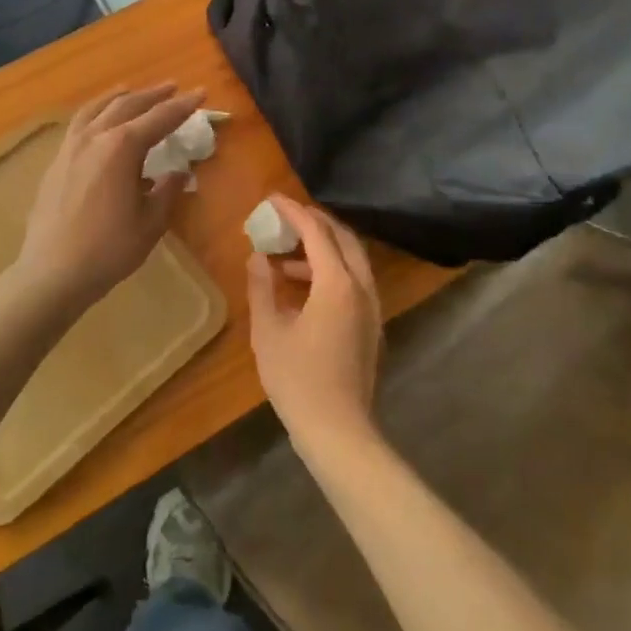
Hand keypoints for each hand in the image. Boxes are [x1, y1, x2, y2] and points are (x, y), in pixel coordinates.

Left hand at [13, 85, 203, 309]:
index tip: (201, 93)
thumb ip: (166, 191)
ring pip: (97, 109)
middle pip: (127, 105)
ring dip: (119, 97)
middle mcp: (94, 138)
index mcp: (121, 148)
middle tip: (173, 87)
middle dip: (153, 95)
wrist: (52, 273)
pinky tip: (99, 121)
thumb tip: (177, 172)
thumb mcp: (150, 222)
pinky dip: (95, 112)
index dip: (182, 106)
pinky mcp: (56, 162)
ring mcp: (70, 148)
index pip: (159, 119)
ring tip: (131, 90)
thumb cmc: (108, 249)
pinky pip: (79, 124)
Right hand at [247, 195, 382, 450]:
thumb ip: (262, 287)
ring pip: (352, 259)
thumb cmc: (298, 380)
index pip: (317, 232)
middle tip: (285, 217)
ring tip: (286, 254)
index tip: (271, 199)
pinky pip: (354, 280)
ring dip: (322, 247)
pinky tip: (302, 286)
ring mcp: (371, 307)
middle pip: (342, 238)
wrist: (339, 430)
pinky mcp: (371, 324)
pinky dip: (330, 269)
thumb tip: (258, 257)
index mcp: (337, 284)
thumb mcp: (269, 331)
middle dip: (314, 221)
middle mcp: (362, 287)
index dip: (293, 212)